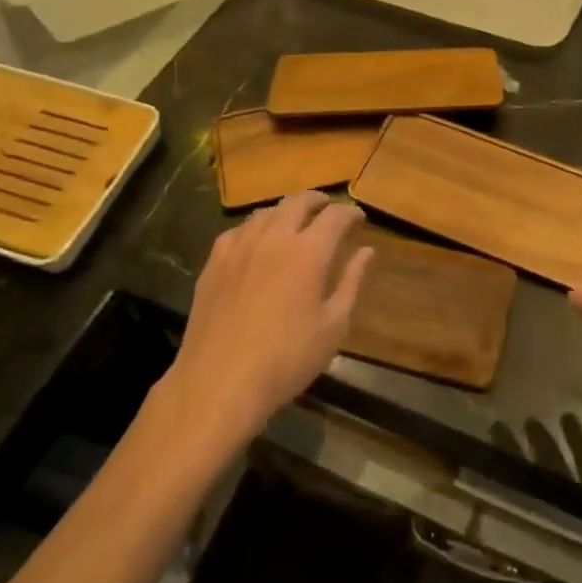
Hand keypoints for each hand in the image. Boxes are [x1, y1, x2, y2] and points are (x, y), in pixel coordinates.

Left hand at [166, 191, 374, 450]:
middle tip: (328, 209)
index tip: (359, 218)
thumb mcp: (333, 326)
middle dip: (318, 201)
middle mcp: (274, 237)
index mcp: (309, 252)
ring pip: (266, 212)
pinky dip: (255, 228)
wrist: (220, 381)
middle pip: (298, 202)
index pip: (335, 216)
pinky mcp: (214, 262)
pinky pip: (238, 231)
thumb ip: (351, 282)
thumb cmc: (286, 359)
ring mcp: (240, 247)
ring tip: (294, 223)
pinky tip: (256, 242)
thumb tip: (367, 251)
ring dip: (286, 211)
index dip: (350, 213)